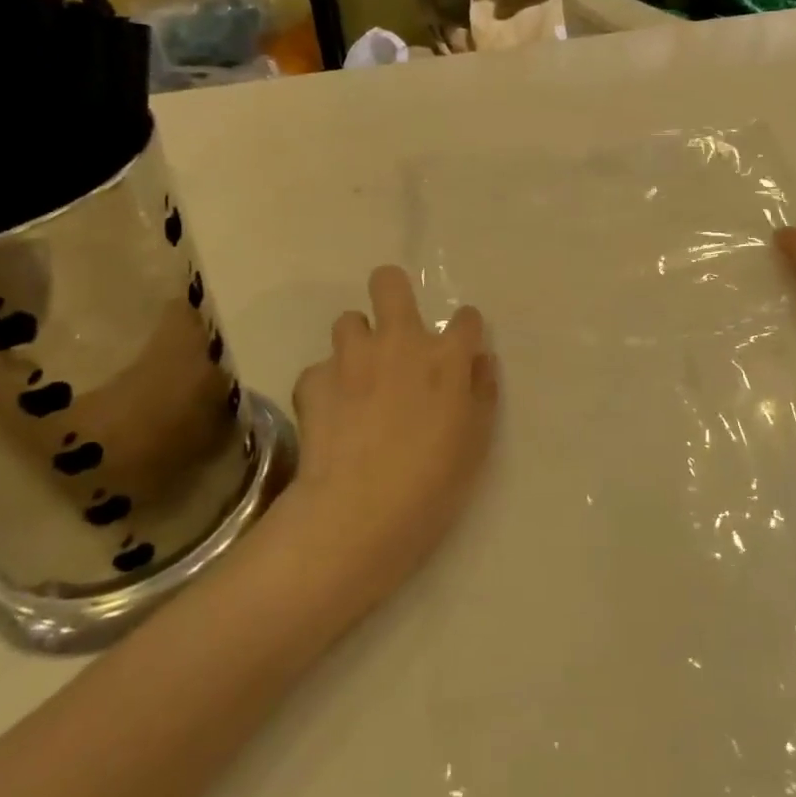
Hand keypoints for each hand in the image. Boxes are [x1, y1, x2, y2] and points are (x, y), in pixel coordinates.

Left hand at [284, 267, 497, 604]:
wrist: (359, 512)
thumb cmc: (433, 482)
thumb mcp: (477, 440)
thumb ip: (482, 391)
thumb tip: (479, 361)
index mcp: (446, 357)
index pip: (465, 318)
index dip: (465, 330)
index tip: (461, 349)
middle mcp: (399, 343)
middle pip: (389, 284)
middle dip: (392, 290)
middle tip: (395, 327)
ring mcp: (351, 358)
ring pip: (348, 320)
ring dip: (357, 341)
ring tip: (359, 375)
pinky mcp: (313, 381)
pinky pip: (320, 370)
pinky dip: (327, 385)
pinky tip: (331, 414)